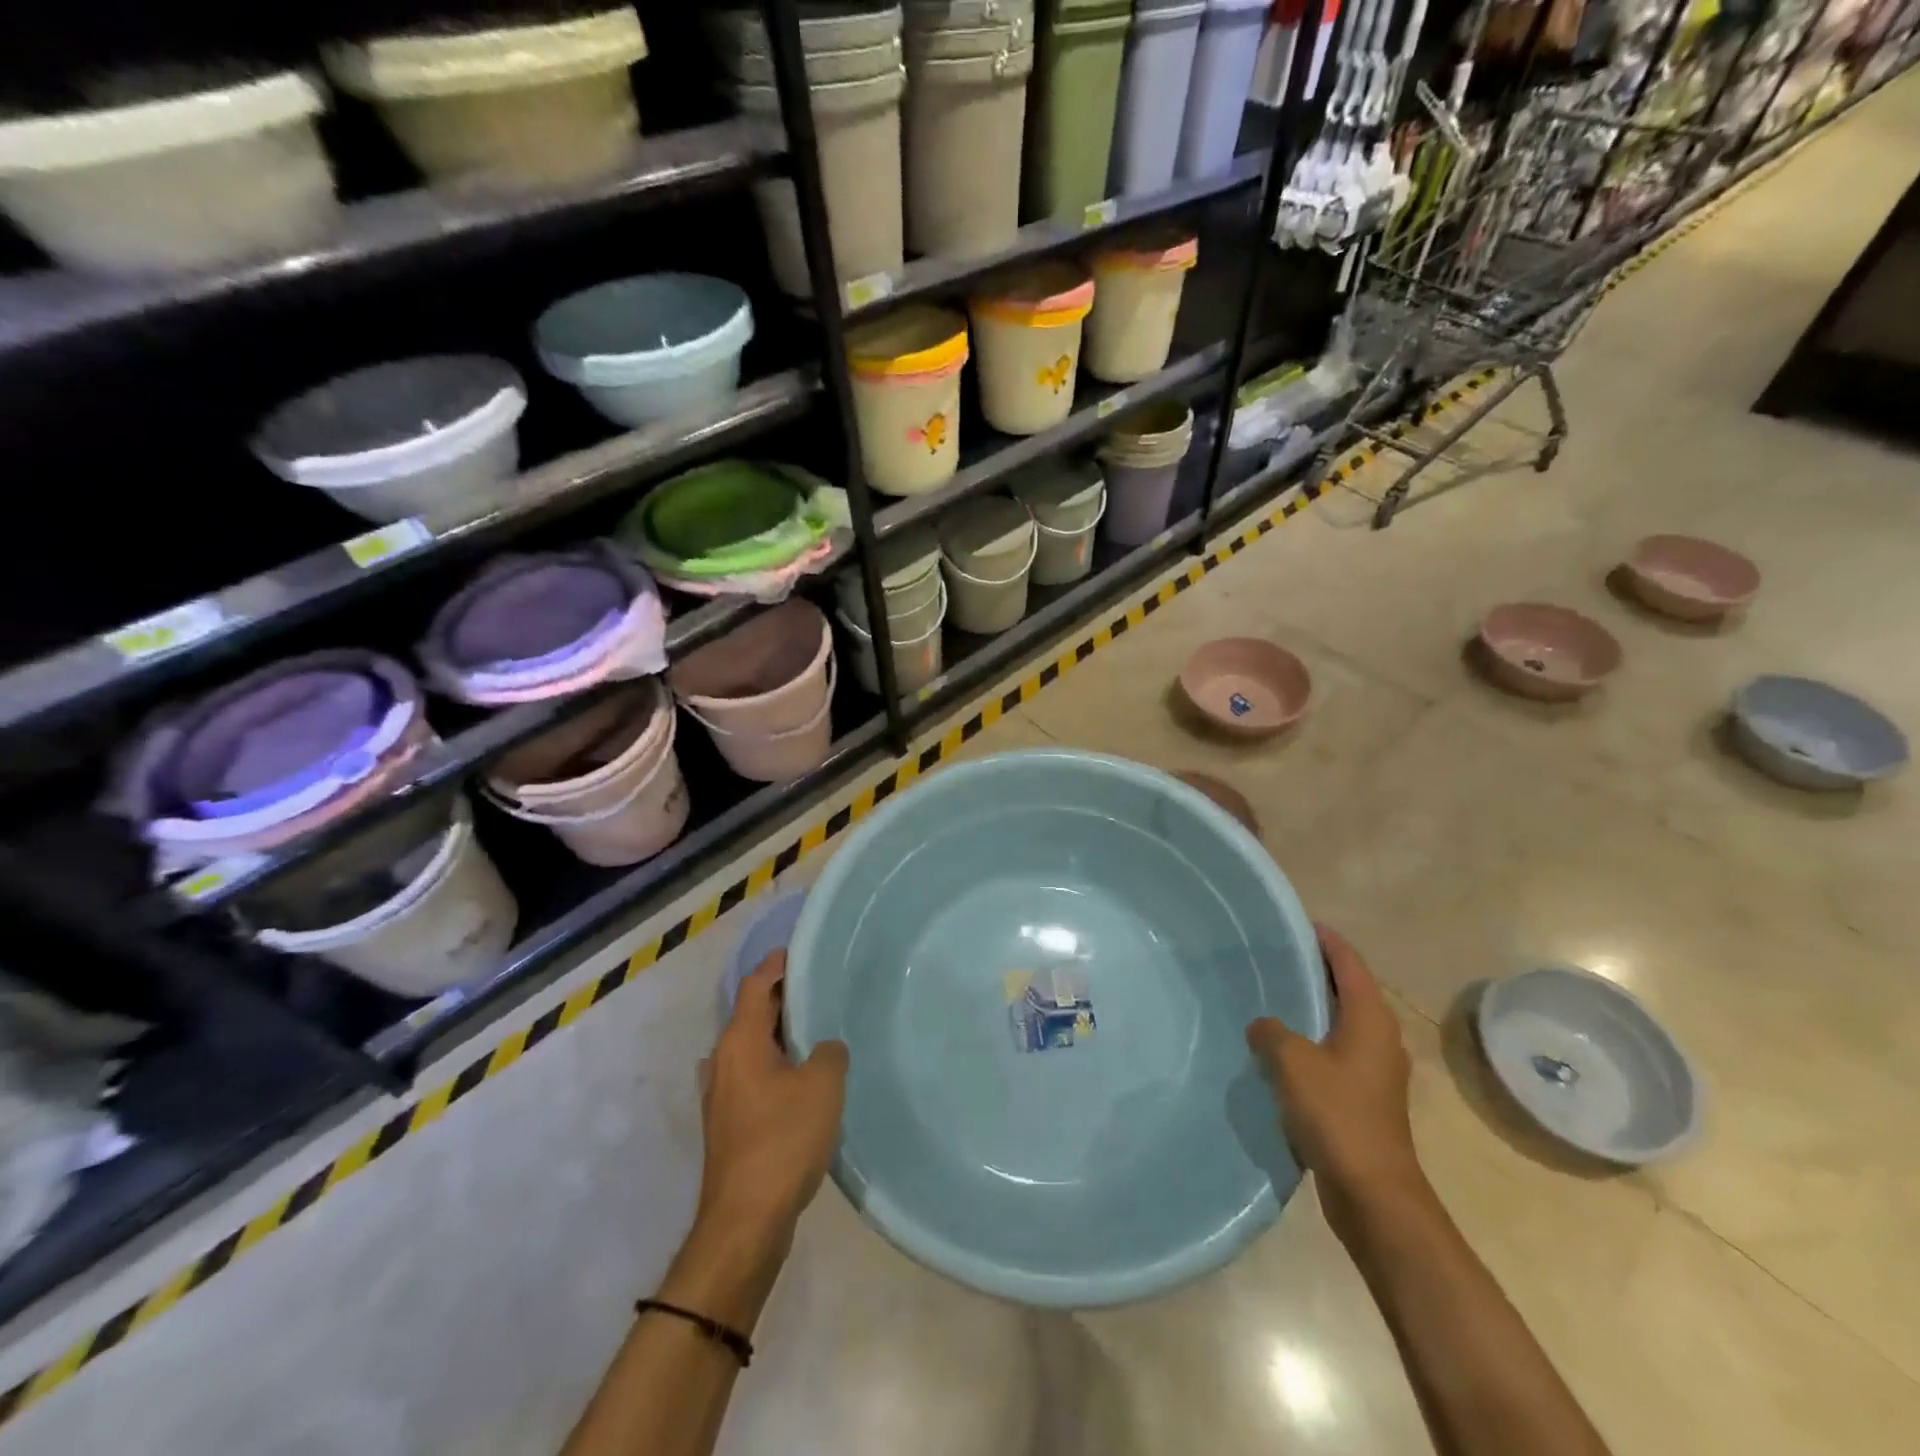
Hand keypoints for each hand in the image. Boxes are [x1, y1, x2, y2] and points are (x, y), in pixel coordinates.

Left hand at [696, 950, 848, 1251]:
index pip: (755, 985)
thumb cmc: (782, 1139)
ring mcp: (723, 1096)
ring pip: (752, 1049)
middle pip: (751, 1015)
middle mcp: (723, 1062)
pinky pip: (755, 1077)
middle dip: (782, 999)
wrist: (745, 1220)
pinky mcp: (730, 1125)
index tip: (799, 951)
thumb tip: (824, 1048)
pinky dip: (777, 1065)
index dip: (776, 965)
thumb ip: (829, 1052)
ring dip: (779, 1036)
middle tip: (819, 989)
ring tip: (817, 1031)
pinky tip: (805, 1080)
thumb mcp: (822, 1085)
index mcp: (739, 1042)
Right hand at [1246, 925, 1425, 1242]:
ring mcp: (1375, 1070)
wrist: (1373, 1192)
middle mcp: (1380, 1038)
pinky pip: (1335, 1051)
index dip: (1327, 941)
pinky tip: (1282, 1048)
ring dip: (1314, 1008)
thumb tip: (1264, 1026)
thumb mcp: (1291, 1061)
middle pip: (1349, 990)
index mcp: (1370, 1019)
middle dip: (1318, 972)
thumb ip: (1271, 1032)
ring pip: (1341, 1023)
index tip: (1301, 924)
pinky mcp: (1365, 1097)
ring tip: (1275, 997)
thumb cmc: (1336, 1114)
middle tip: (1278, 957)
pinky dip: (1313, 1039)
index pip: (1349, 964)